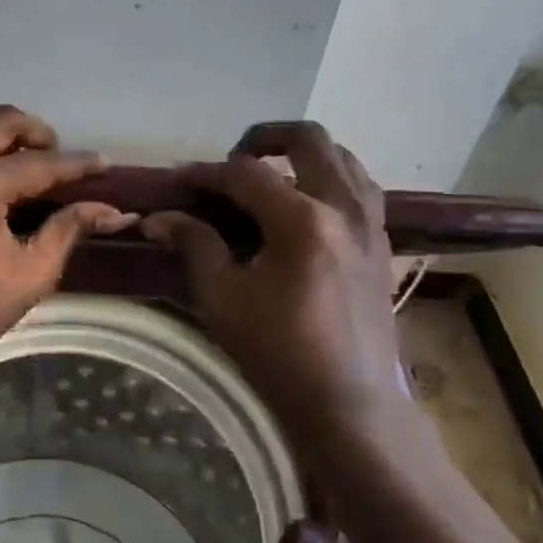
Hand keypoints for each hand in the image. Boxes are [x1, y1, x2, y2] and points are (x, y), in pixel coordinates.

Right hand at [142, 122, 403, 445]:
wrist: (350, 405)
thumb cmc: (279, 354)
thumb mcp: (223, 298)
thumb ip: (194, 244)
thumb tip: (160, 217)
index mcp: (302, 221)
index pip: (245, 173)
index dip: (205, 172)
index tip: (178, 180)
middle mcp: (344, 208)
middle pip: (309, 139)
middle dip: (263, 138)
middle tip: (232, 161)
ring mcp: (371, 225)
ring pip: (344, 158)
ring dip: (303, 156)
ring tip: (270, 179)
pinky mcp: (382, 245)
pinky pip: (361, 188)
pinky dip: (330, 180)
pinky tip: (305, 208)